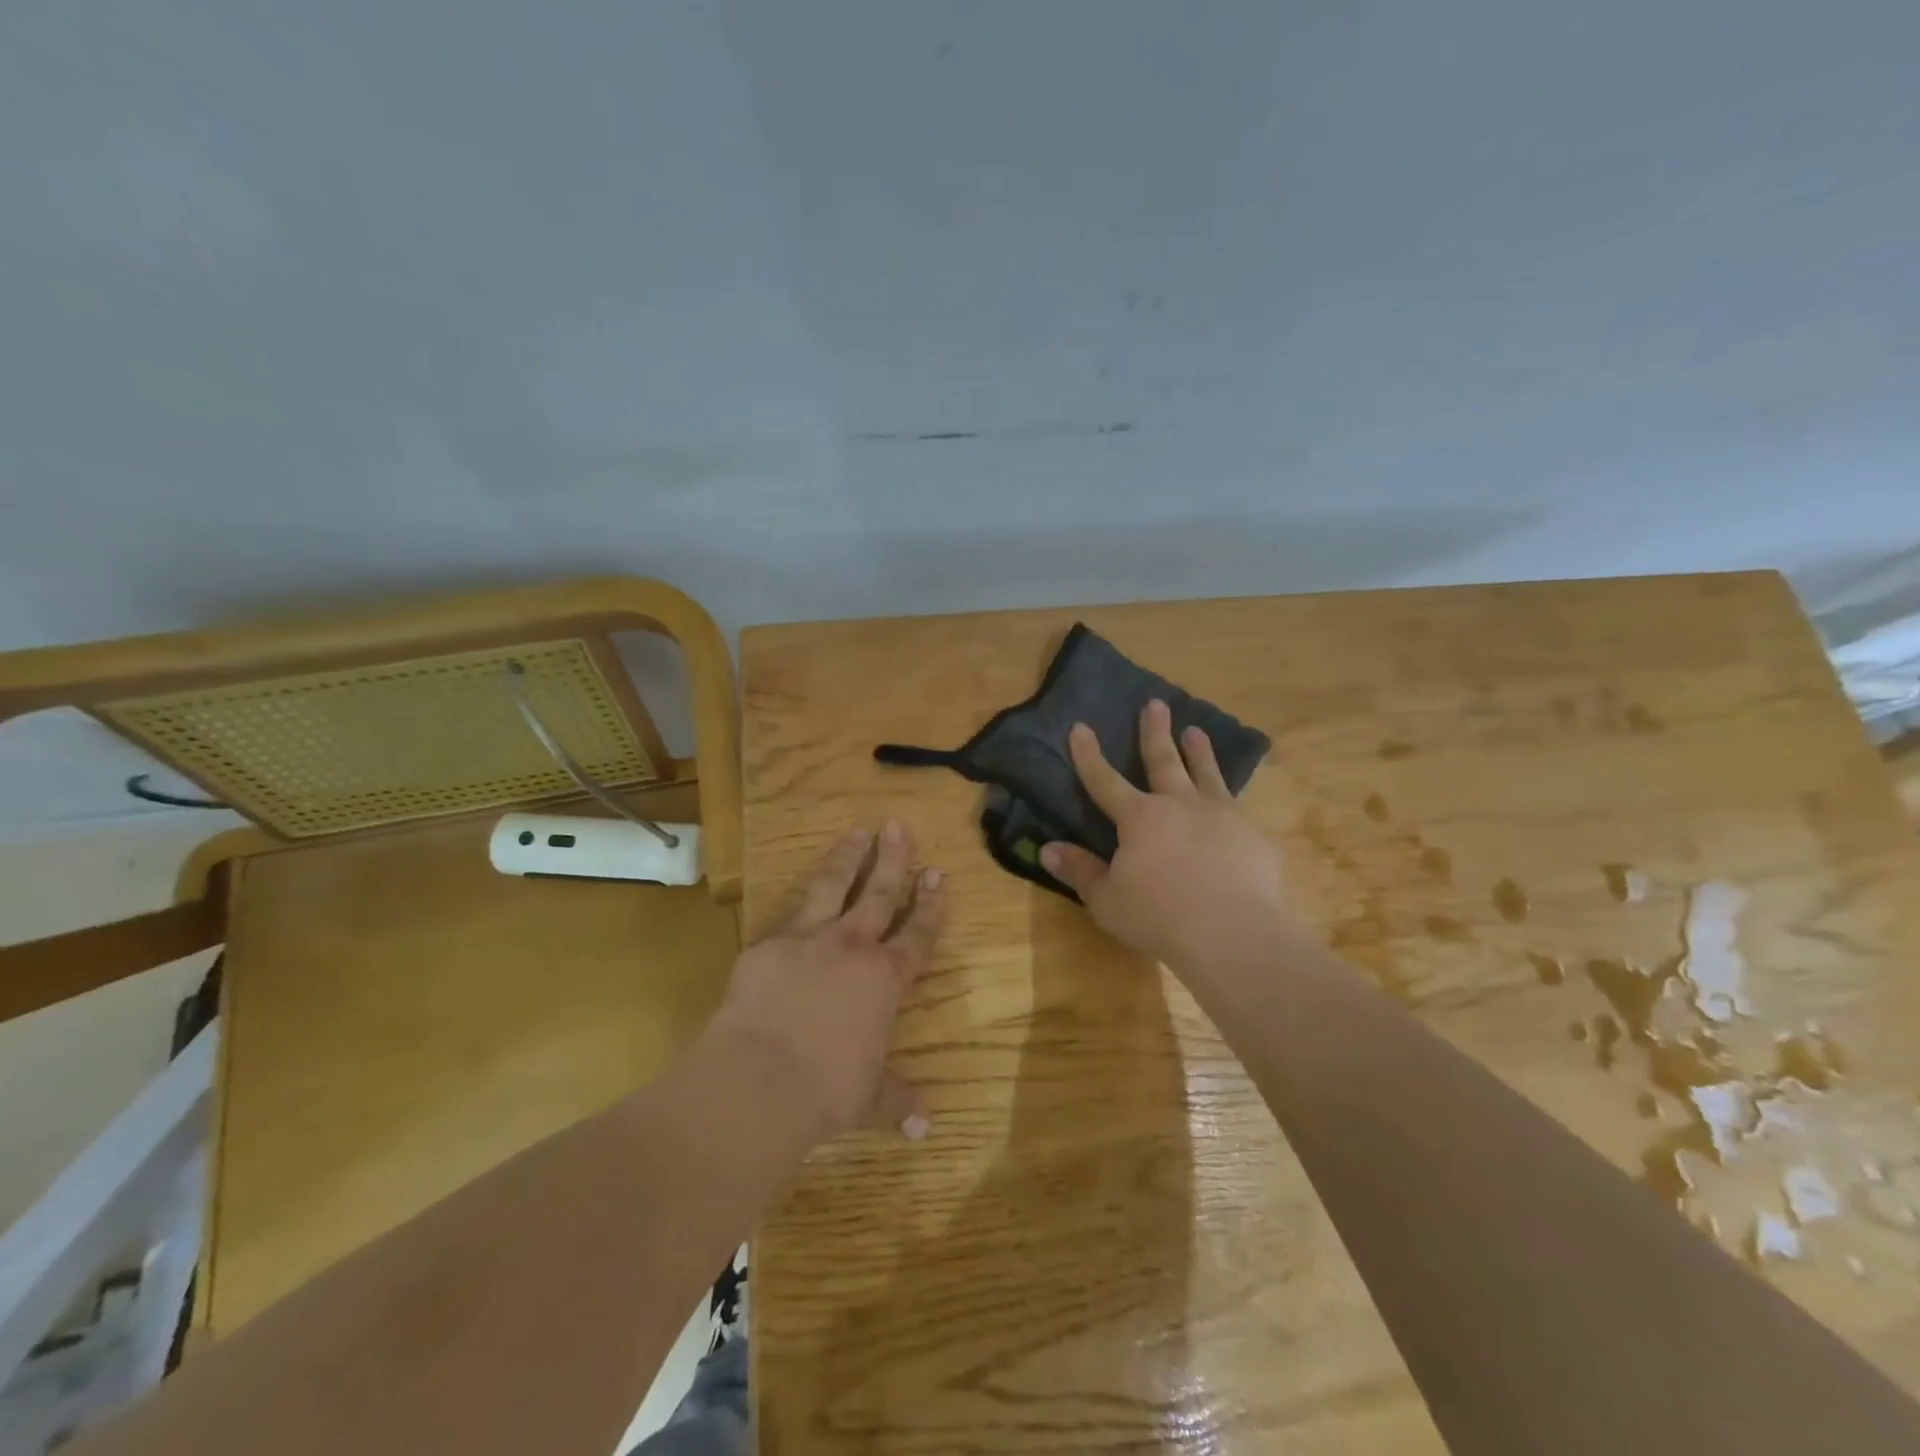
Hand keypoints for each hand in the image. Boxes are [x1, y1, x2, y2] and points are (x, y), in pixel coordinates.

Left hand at [712, 820, 944, 1144]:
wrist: (759, 1081)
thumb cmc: (825, 1091)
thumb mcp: (868, 1099)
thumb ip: (897, 1100)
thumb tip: (925, 1127)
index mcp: (885, 980)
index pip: (917, 933)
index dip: (930, 904)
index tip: (938, 874)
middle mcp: (853, 948)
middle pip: (880, 893)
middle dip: (894, 859)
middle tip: (900, 826)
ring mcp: (810, 939)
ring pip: (835, 885)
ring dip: (849, 856)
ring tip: (858, 831)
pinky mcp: (769, 943)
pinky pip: (789, 911)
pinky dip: (801, 896)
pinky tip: (803, 884)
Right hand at [1041, 699, 1291, 975]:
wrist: (1233, 933)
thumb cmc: (1159, 917)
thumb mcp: (1107, 900)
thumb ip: (1080, 871)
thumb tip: (1047, 849)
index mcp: (1139, 818)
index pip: (1104, 780)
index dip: (1089, 755)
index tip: (1080, 727)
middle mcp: (1179, 805)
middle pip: (1163, 760)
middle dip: (1155, 731)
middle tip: (1155, 704)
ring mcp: (1222, 815)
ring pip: (1207, 773)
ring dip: (1199, 751)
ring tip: (1196, 731)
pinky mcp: (1253, 835)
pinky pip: (1239, 810)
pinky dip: (1232, 801)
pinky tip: (1236, 805)